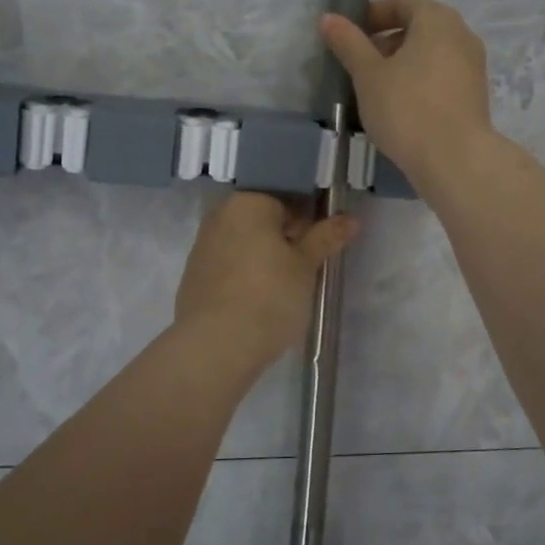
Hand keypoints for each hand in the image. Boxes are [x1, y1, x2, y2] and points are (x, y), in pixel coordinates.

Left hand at [174, 193, 356, 362]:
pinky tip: (259, 300)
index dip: (310, 219)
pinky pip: (228, 266)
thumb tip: (350, 219)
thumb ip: (326, 238)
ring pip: (245, 243)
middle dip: (286, 238)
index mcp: (247, 203)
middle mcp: (219, 216)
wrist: (215, 346)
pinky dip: (245, 275)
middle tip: (307, 267)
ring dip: (265, 257)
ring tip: (285, 287)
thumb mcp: (306, 266)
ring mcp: (202, 247)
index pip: (287, 198)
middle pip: (263, 220)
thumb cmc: (269, 296)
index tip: (322, 243)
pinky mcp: (193, 277)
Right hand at [320, 0, 496, 190]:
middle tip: (359, 64)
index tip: (350, 36)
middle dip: (387, 42)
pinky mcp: (475, 95)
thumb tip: (329, 18)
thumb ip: (348, 43)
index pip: (402, 3)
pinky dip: (420, 82)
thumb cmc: (407, 108)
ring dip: (403, 64)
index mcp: (437, 20)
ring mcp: (473, 66)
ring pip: (431, 54)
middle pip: (419, 27)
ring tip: (376, 89)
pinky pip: (442, 76)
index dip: (373, 15)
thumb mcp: (368, 75)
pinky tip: (401, 107)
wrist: (455, 160)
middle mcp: (462, 35)